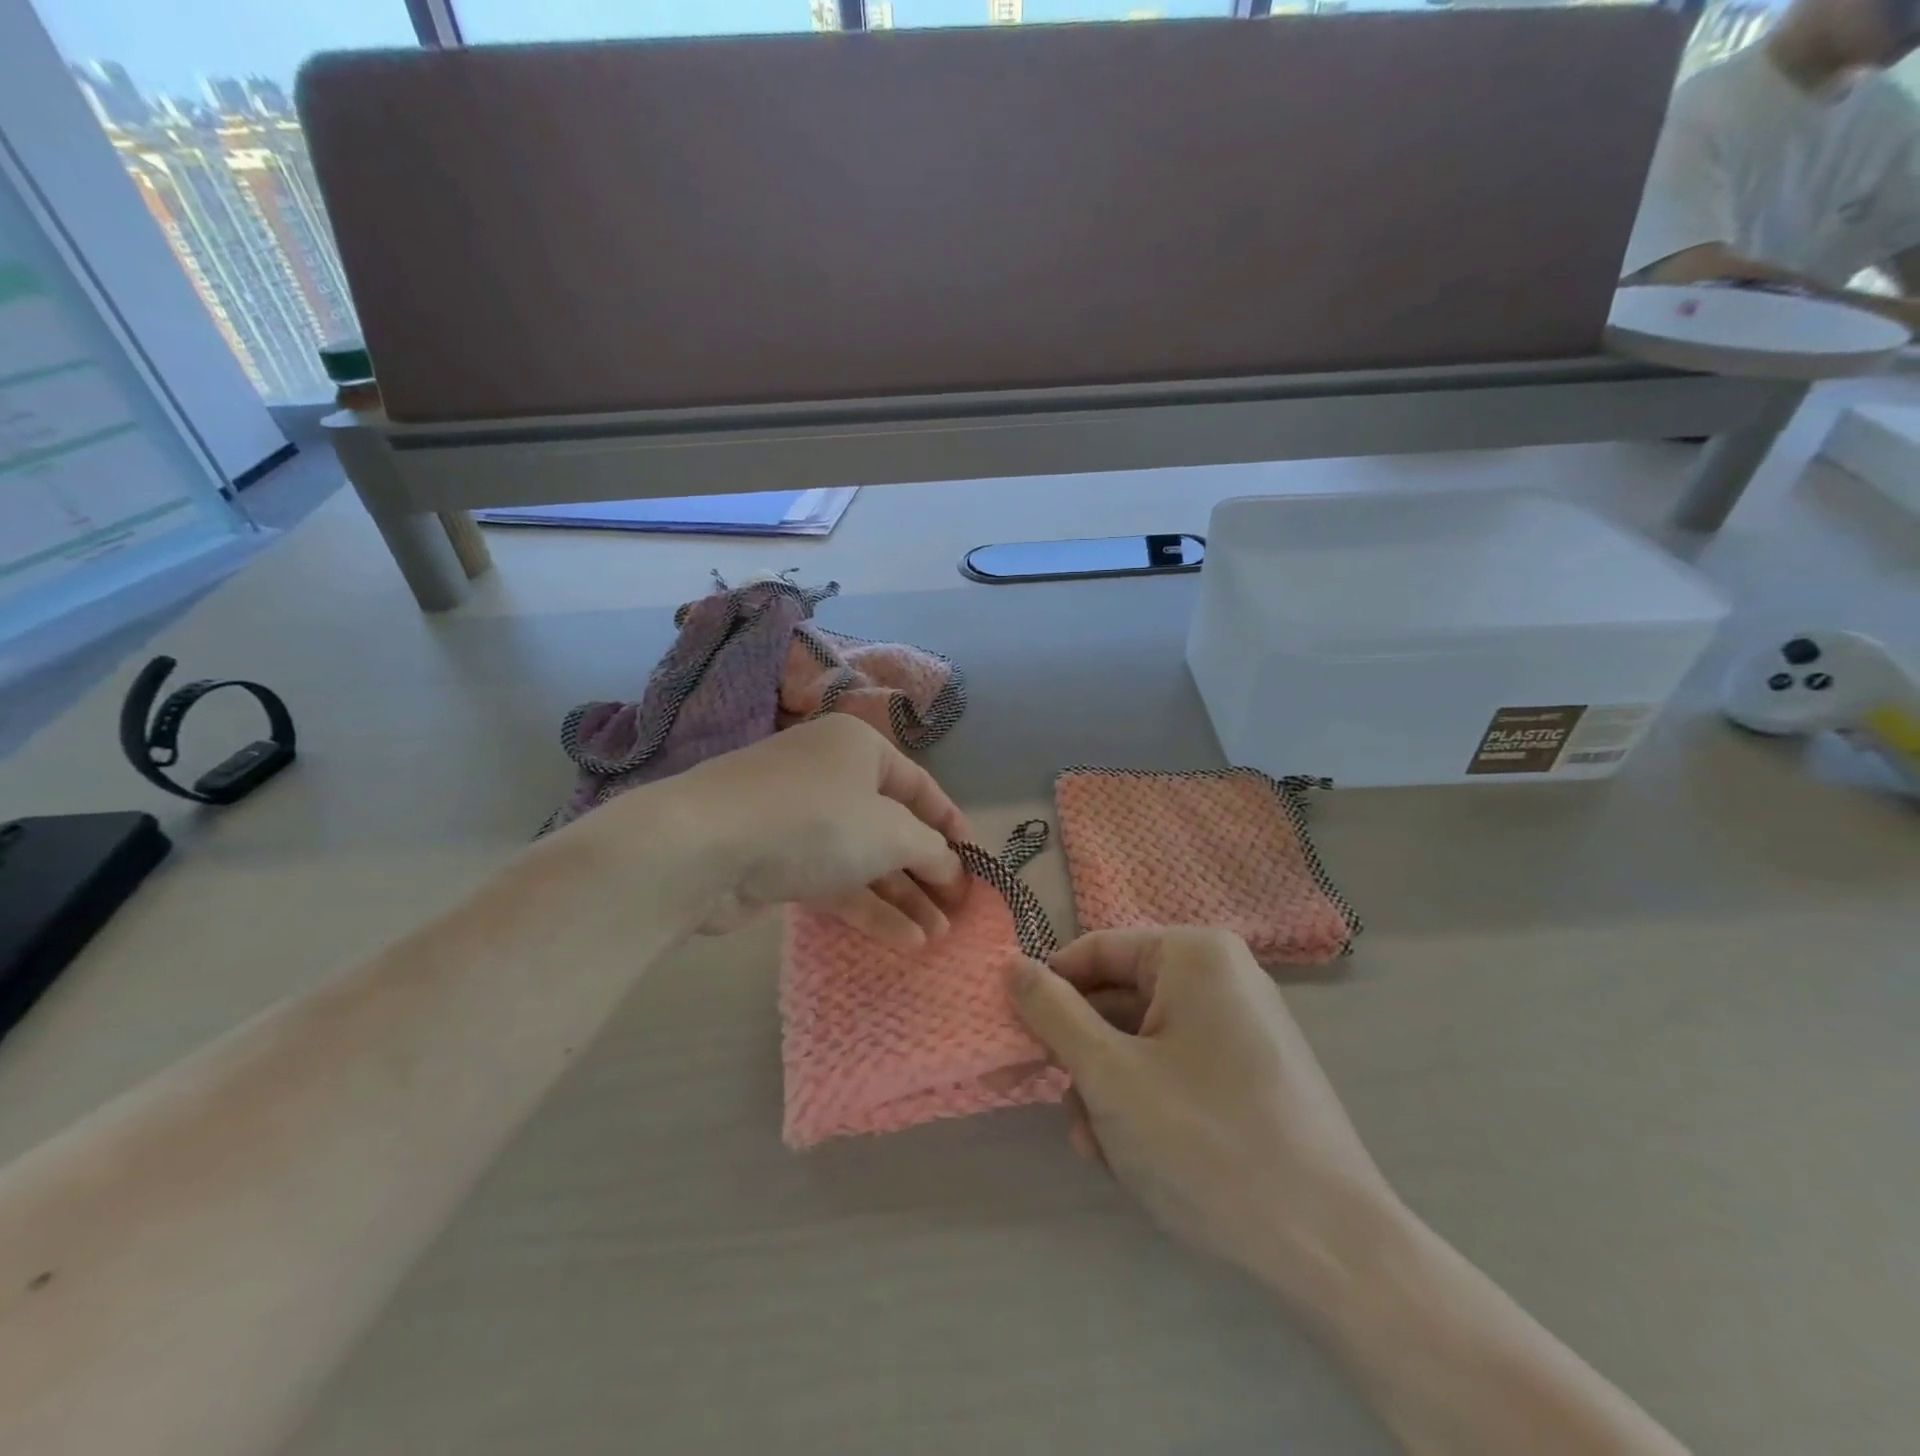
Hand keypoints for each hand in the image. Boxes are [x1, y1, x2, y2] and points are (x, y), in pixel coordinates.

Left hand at [623, 714, 972, 946]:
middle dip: (927, 871)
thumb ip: (931, 850)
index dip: (951, 824)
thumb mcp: (891, 831)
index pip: (920, 786)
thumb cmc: (815, 820)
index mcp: (859, 748)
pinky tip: (904, 940)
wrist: (704, 848)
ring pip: (863, 859)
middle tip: (958, 911)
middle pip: (892, 826)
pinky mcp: (778, 860)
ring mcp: (800, 819)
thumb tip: (952, 868)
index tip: (976, 862)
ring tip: (938, 938)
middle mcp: (830, 775)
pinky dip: (867, 907)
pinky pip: (834, 881)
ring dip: (902, 897)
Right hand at [1006, 927, 1395, 1293]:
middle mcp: (1222, 977)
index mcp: (1194, 955)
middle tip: (1067, 1113)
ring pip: (1143, 1042)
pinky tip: (1135, 1159)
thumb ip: (1052, 1013)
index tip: (1019, 1042)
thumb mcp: (1109, 1075)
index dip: (1049, 993)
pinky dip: (1147, 1104)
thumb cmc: (1206, 1142)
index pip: (1094, 952)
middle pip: (1118, 1000)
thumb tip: (1011, 965)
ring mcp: (1241, 1026)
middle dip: (1084, 1060)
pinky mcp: (1251, 1073)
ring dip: (1109, 1092)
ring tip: (1103, 1152)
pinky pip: (1177, 1069)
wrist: (1332, 1250)